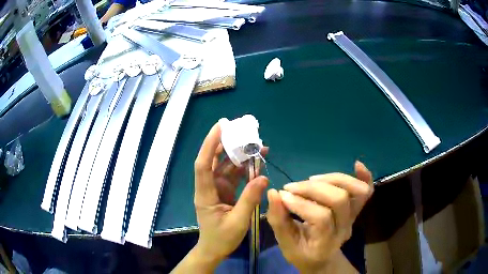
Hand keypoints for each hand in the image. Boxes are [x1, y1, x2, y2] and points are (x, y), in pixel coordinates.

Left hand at [193, 122, 268, 264]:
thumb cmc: (222, 238)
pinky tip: (257, 162)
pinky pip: (234, 175)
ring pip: (225, 165)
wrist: (214, 249)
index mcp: (205, 194)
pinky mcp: (224, 191)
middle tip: (241, 129)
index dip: (209, 144)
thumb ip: (250, 199)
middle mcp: (209, 186)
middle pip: (213, 160)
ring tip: (257, 144)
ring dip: (239, 155)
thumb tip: (263, 177)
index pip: (203, 164)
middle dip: (225, 143)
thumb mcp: (238, 221)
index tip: (220, 127)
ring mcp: (217, 188)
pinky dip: (244, 168)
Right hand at [266, 161, 373, 272]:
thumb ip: (278, 220)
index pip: (321, 217)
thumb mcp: (285, 243)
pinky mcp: (357, 209)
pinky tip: (356, 164)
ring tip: (311, 180)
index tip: (282, 195)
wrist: (321, 259)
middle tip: (292, 188)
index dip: (300, 203)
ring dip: (332, 179)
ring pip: (355, 191)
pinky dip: (364, 176)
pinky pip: (367, 190)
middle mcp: (345, 229)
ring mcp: (354, 218)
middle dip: (312, 189)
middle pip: (339, 200)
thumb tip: (273, 193)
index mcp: (326, 242)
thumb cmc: (301, 253)